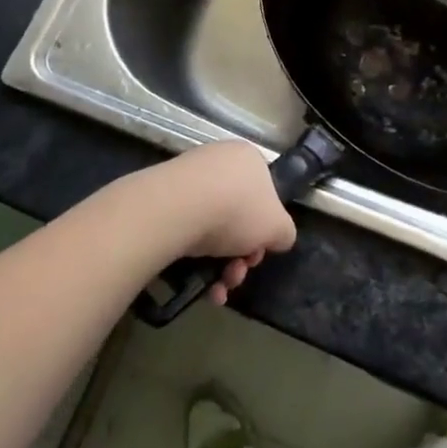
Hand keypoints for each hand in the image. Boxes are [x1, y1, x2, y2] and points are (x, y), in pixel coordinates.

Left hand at [167, 141, 296, 304]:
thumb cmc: (238, 210)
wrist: (178, 209)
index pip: (265, 195)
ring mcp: (188, 177)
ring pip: (212, 228)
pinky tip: (200, 284)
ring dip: (220, 266)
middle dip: (241, 255)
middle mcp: (219, 161)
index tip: (257, 253)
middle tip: (237, 274)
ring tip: (218, 288)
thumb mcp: (279, 227)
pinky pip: (186, 230)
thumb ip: (284, 233)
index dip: (265, 230)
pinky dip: (195, 260)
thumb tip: (276, 238)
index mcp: (249, 159)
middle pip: (238, 216)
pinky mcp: (162, 197)